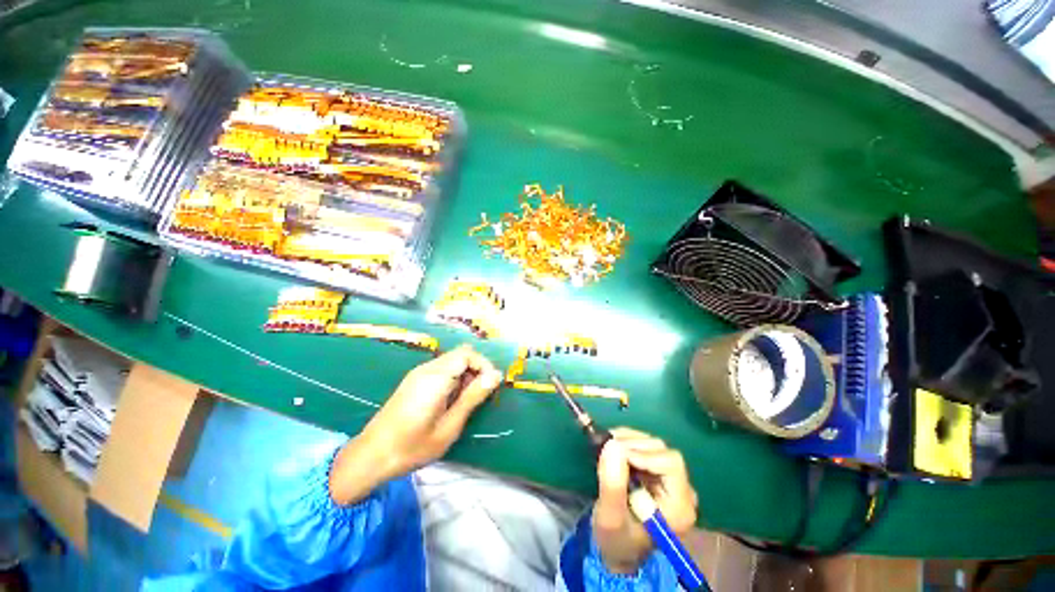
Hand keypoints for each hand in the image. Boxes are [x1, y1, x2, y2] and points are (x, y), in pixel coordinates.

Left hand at [329, 345, 502, 504]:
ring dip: (465, 375)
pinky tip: (450, 401)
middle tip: (479, 395)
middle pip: (460, 354)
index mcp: (436, 377)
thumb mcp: (450, 425)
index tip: (491, 386)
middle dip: (476, 369)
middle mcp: (427, 368)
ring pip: (451, 361)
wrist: (371, 456)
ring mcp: (418, 373)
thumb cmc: (412, 446)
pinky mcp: (414, 380)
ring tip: (465, 402)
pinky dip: (453, 378)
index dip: (484, 365)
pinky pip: (441, 369)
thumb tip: (495, 375)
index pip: (467, 354)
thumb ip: (473, 397)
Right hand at [593, 428, 698, 573]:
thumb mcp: (610, 517)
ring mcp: (672, 481)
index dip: (643, 453)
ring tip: (606, 446)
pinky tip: (613, 448)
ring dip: (628, 440)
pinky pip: (646, 447)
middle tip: (606, 446)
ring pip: (653, 445)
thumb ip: (612, 484)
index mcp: (679, 507)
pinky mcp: (659, 474)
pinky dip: (628, 442)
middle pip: (662, 451)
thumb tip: (612, 445)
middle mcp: (682, 491)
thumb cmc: (616, 540)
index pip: (670, 464)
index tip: (615, 452)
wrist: (618, 549)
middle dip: (632, 444)